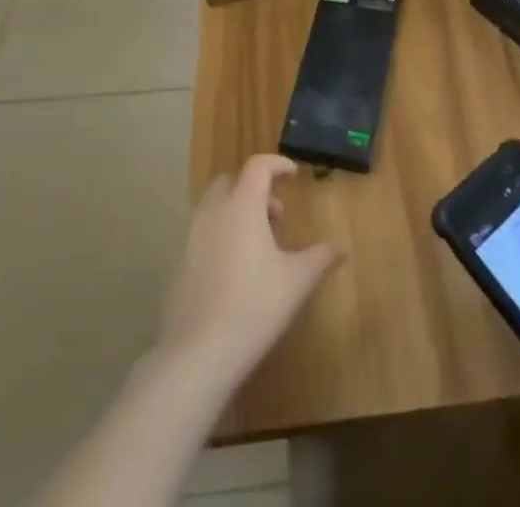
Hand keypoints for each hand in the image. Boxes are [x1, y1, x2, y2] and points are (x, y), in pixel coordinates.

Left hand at [157, 155, 339, 386]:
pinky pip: (202, 234)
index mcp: (242, 205)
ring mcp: (191, 238)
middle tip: (275, 215)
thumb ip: (320, 258)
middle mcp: (214, 213)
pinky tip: (235, 272)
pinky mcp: (179, 264)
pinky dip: (221, 236)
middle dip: (254, 189)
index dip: (277, 164)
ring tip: (258, 245)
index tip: (293, 175)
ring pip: (214, 207)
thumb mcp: (297, 282)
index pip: (258, 166)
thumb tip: (340, 249)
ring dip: (236, 212)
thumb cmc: (254, 307)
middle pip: (231, 181)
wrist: (198, 354)